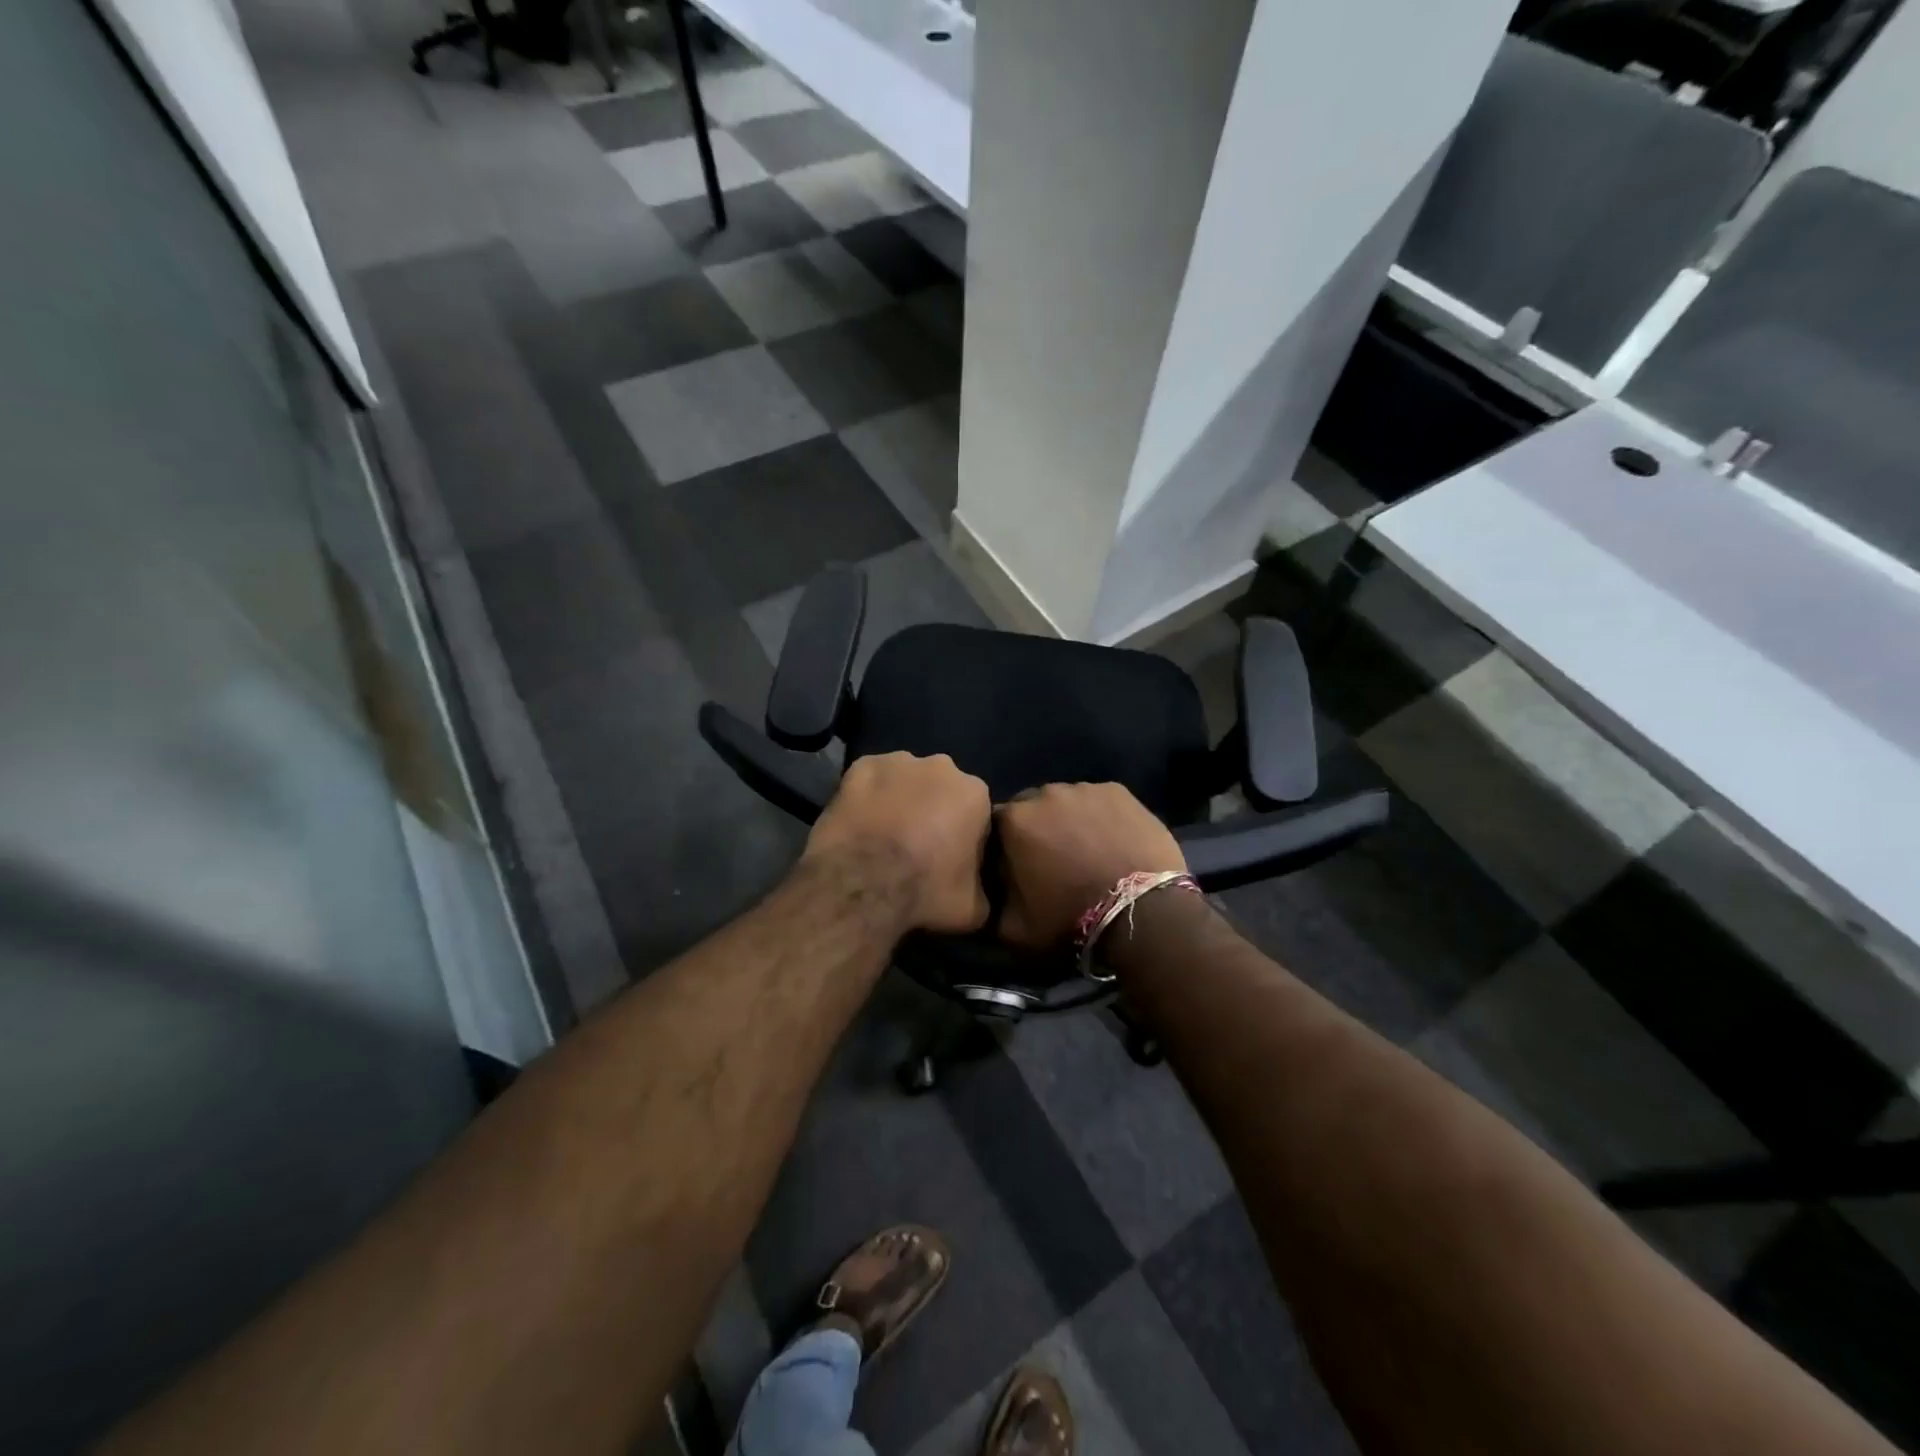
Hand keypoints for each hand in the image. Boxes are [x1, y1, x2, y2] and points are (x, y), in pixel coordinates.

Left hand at [804, 752, 991, 933]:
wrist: (864, 883)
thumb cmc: (926, 891)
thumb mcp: (974, 907)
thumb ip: (983, 889)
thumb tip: (979, 889)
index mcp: (975, 793)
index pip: (976, 811)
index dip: (964, 835)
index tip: (950, 858)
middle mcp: (941, 766)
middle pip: (941, 788)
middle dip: (933, 809)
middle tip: (916, 846)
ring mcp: (898, 761)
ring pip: (905, 779)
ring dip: (900, 800)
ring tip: (884, 835)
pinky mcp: (861, 764)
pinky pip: (870, 779)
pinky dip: (867, 795)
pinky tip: (859, 822)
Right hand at [996, 783, 1186, 948]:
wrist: (1139, 911)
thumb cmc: (1069, 919)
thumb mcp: (1013, 930)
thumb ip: (992, 906)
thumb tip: (988, 897)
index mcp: (1012, 820)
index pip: (995, 824)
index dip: (1005, 845)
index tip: (1016, 866)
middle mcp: (1044, 794)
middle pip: (1032, 807)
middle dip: (1037, 828)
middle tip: (1053, 860)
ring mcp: (1084, 789)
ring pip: (1067, 801)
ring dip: (1069, 820)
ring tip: (1087, 850)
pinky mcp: (1119, 792)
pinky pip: (1100, 801)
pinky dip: (1101, 816)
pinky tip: (1112, 841)